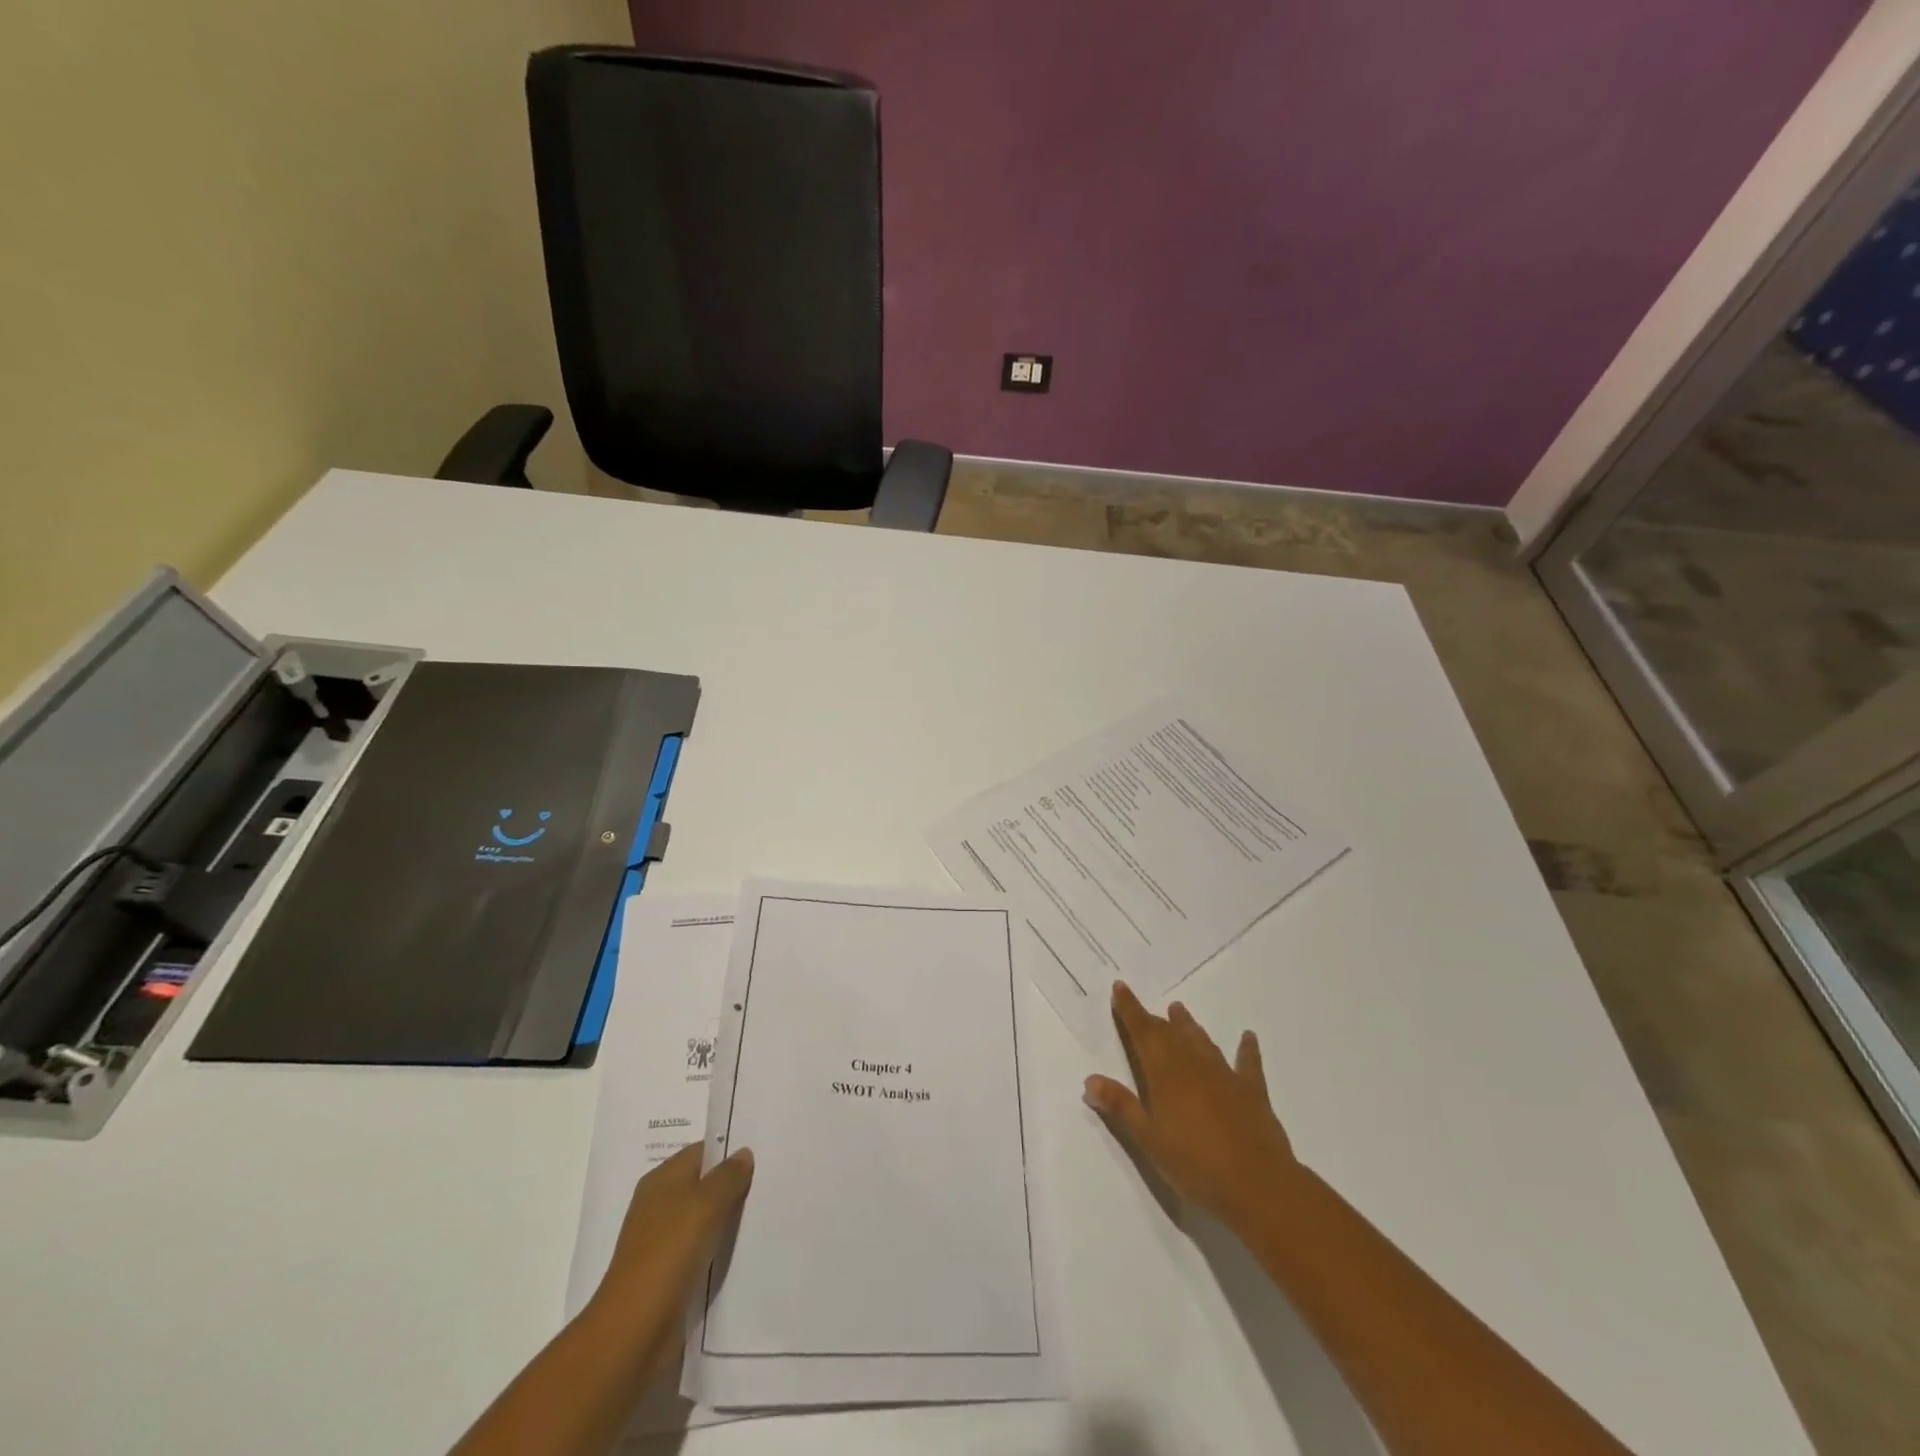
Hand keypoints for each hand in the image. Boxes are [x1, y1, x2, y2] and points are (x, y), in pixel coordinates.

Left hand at [589, 1144, 753, 1342]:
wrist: (635, 1330)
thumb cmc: (670, 1252)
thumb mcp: (706, 1203)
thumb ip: (728, 1175)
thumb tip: (743, 1153)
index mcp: (662, 1179)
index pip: (702, 1151)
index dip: (730, 1149)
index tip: (763, 1153)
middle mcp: (658, 1204)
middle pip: (703, 1184)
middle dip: (732, 1184)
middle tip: (769, 1181)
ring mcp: (661, 1241)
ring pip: (704, 1218)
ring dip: (728, 1218)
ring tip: (763, 1212)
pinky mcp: (668, 1273)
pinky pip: (701, 1248)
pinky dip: (719, 1247)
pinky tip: (742, 1248)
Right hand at [1084, 981, 1300, 1227]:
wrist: (1257, 1184)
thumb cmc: (1195, 1164)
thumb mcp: (1149, 1140)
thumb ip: (1121, 1106)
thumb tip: (1090, 1080)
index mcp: (1165, 1073)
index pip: (1142, 1033)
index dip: (1130, 1009)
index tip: (1120, 987)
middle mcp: (1193, 1065)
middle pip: (1170, 1034)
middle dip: (1154, 1020)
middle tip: (1144, 1009)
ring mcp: (1225, 1075)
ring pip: (1202, 1042)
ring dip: (1189, 1026)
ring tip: (1179, 1009)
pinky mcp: (1252, 1091)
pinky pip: (1247, 1063)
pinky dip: (1246, 1049)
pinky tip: (1248, 1037)